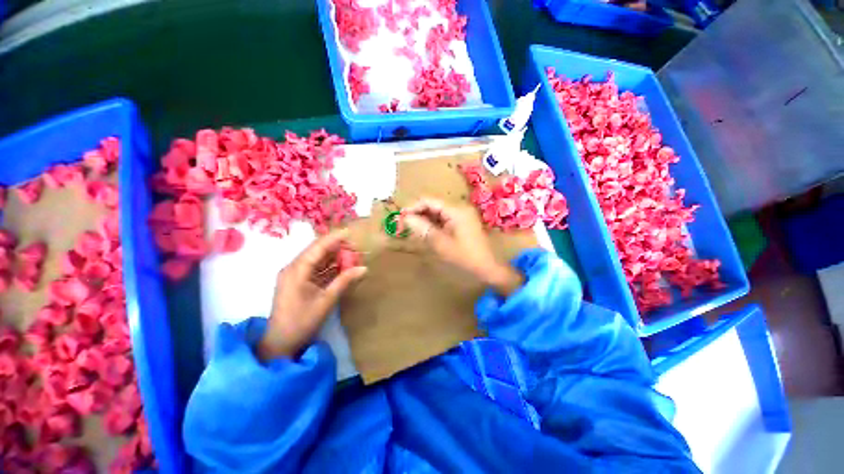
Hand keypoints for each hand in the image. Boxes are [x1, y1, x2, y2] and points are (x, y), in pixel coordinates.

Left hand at [257, 230, 366, 360]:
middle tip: (355, 247)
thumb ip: (345, 281)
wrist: (280, 343)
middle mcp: (294, 268)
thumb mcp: (326, 301)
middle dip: (336, 247)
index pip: (317, 247)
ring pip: (317, 259)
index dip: (334, 238)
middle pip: (317, 251)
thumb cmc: (302, 322)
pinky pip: (316, 269)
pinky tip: (343, 267)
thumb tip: (364, 268)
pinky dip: (330, 267)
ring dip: (334, 257)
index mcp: (297, 270)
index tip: (350, 231)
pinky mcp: (299, 282)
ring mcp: (295, 275)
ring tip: (352, 256)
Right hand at [402, 198, 522, 296]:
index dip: (413, 207)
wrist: (488, 268)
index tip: (400, 217)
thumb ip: (423, 228)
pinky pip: (444, 219)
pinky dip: (433, 224)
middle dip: (418, 213)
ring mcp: (462, 215)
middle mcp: (459, 208)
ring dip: (424, 219)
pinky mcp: (462, 223)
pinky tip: (426, 232)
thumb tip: (406, 218)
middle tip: (404, 225)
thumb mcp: (441, 243)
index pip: (429, 200)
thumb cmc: (465, 257)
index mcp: (456, 210)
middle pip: (433, 205)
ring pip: (438, 212)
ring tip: (412, 229)